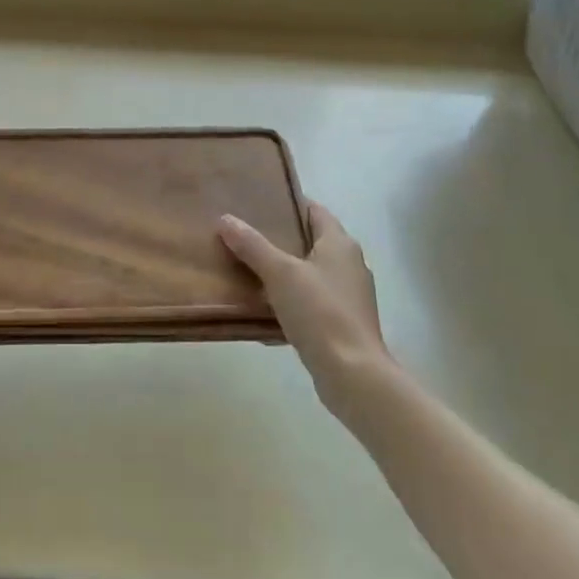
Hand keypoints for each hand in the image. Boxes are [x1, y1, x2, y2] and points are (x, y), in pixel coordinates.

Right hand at [219, 203, 395, 413]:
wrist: (353, 375)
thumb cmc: (320, 312)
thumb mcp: (280, 273)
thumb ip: (252, 245)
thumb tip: (225, 218)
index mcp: (340, 244)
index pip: (315, 211)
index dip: (289, 204)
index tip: (260, 203)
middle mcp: (350, 264)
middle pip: (311, 241)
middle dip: (281, 238)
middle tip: (246, 234)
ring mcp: (349, 296)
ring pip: (310, 273)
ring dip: (284, 271)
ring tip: (249, 268)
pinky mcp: (343, 323)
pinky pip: (312, 302)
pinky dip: (291, 300)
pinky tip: (265, 309)